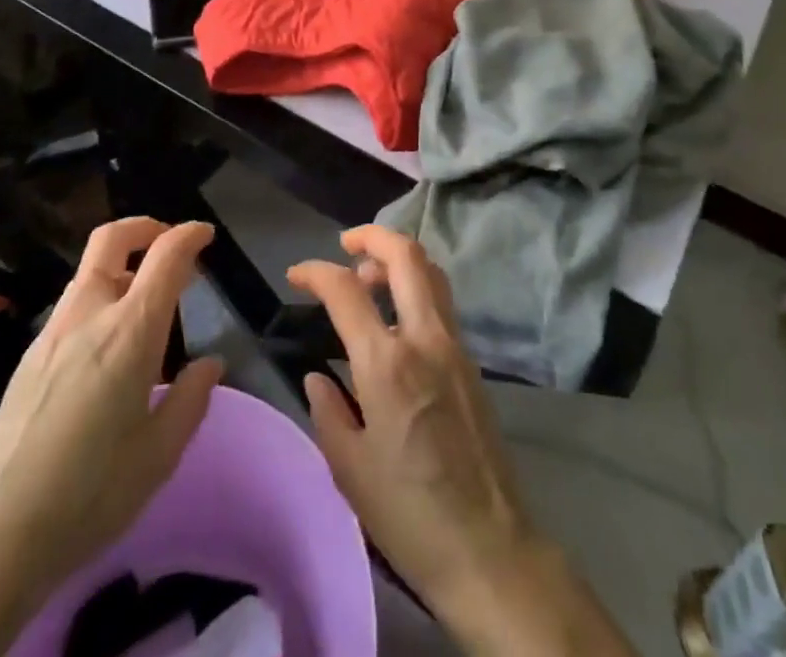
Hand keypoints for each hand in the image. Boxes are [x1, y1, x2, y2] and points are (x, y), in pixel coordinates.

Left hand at [0, 218, 220, 656]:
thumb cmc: (90, 494)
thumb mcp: (160, 454)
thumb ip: (191, 399)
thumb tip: (210, 364)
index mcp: (130, 331)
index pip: (166, 256)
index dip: (190, 235)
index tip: (206, 235)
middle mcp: (89, 315)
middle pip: (112, 239)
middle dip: (145, 228)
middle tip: (171, 247)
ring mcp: (52, 333)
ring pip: (89, 271)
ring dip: (122, 266)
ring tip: (146, 304)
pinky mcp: (29, 358)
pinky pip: (72, 305)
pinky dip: (99, 298)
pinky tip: (107, 347)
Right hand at [286, 229, 537, 617]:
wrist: (488, 549)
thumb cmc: (408, 515)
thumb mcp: (349, 469)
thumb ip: (328, 411)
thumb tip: (318, 377)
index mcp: (387, 364)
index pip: (346, 290)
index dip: (315, 272)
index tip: (297, 274)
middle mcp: (425, 339)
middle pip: (406, 256)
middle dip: (372, 236)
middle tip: (345, 244)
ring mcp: (455, 346)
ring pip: (431, 272)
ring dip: (398, 259)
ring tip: (369, 277)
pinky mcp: (471, 362)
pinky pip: (442, 301)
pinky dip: (417, 286)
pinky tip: (397, 315)